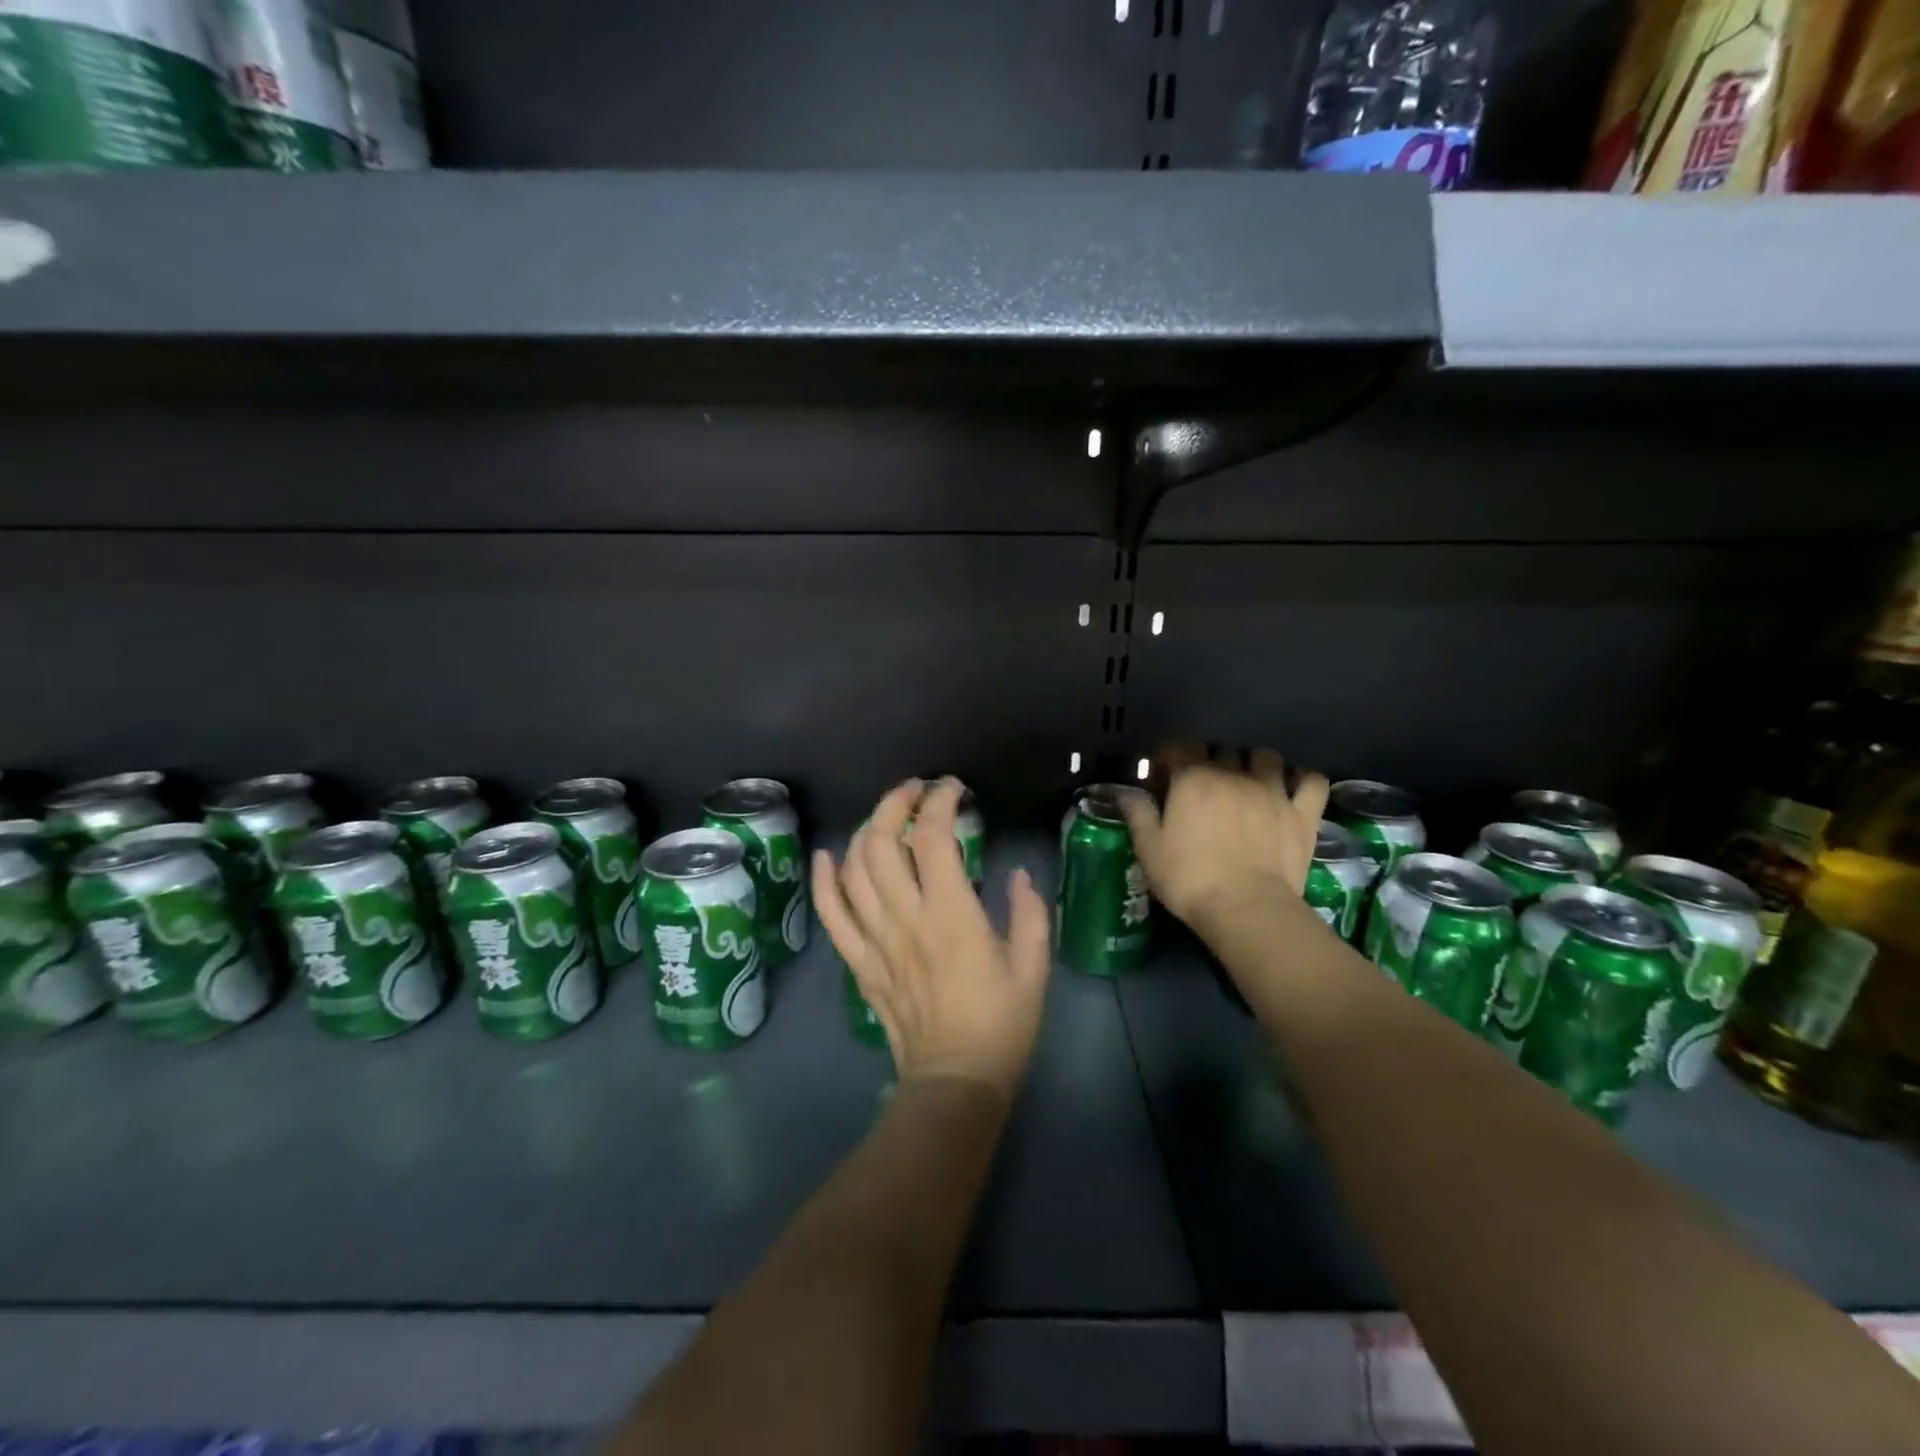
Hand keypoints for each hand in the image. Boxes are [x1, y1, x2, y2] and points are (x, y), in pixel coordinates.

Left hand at [813, 777, 1051, 1103]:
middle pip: (882, 843)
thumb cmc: (1001, 1023)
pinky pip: (831, 913)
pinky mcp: (859, 961)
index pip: (934, 838)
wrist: (954, 1081)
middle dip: (894, 804)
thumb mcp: (1033, 966)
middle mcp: (905, 918)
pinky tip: (828, 855)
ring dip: (866, 831)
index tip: (953, 789)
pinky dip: (824, 880)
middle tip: (915, 791)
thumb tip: (1018, 875)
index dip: (940, 802)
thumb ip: (1029, 913)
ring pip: (853, 869)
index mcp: (951, 915)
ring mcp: (875, 939)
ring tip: (886, 818)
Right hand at [1122, 742, 1329, 932]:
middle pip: (1223, 749)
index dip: (1171, 756)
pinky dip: (1302, 779)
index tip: (1164, 774)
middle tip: (1203, 784)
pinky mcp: (1302, 813)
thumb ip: (1137, 813)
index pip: (1181, 746)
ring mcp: (1273, 791)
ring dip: (1255, 763)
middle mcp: (1234, 774)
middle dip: (1211, 759)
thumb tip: (1124, 791)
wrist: (1245, 908)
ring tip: (1248, 780)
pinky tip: (1292, 787)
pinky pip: (1311, 781)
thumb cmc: (1189, 878)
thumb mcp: (1149, 848)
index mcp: (1194, 779)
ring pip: (1267, 757)